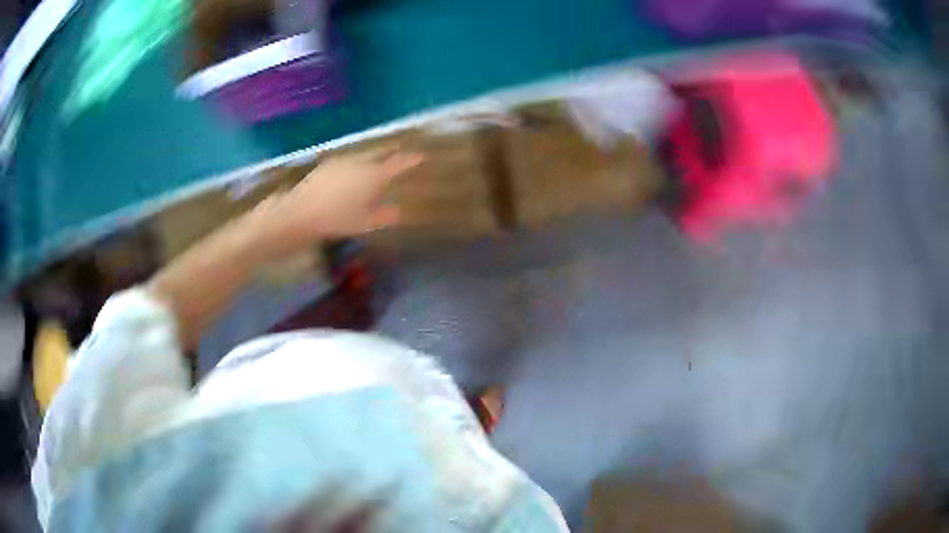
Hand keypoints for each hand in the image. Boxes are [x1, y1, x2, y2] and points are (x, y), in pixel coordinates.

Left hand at [257, 148, 423, 253]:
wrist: (299, 213)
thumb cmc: (336, 220)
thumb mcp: (363, 224)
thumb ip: (383, 216)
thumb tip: (397, 212)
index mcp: (373, 176)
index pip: (397, 165)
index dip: (410, 161)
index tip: (420, 156)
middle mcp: (359, 164)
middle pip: (378, 157)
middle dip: (388, 158)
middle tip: (395, 161)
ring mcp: (341, 162)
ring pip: (361, 159)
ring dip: (369, 163)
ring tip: (372, 172)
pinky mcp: (326, 166)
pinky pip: (346, 164)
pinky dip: (353, 169)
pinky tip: (348, 180)